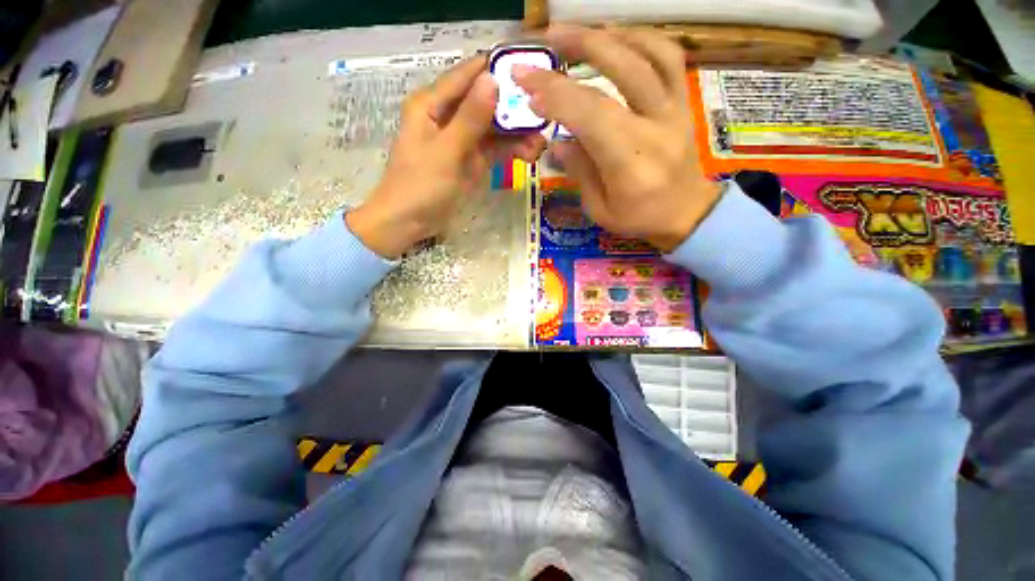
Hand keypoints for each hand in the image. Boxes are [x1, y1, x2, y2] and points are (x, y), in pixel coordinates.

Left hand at [347, 56, 545, 257]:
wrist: (409, 223)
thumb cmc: (420, 185)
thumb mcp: (446, 151)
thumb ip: (470, 118)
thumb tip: (493, 80)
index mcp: (432, 104)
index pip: (467, 75)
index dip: (496, 68)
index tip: (529, 68)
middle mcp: (448, 116)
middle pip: (485, 102)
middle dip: (513, 108)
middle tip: (543, 114)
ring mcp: (462, 140)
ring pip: (494, 128)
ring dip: (516, 134)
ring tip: (540, 143)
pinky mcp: (471, 161)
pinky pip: (494, 149)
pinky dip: (510, 151)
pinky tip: (529, 154)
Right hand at [514, 25, 721, 251]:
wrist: (686, 212)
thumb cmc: (638, 217)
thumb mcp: (599, 208)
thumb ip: (579, 171)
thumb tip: (556, 140)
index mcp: (631, 162)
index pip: (591, 115)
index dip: (557, 95)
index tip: (526, 84)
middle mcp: (656, 127)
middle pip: (622, 72)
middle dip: (579, 48)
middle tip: (545, 40)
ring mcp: (675, 109)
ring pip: (648, 54)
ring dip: (608, 35)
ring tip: (575, 32)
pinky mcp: (682, 102)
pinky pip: (668, 57)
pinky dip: (640, 38)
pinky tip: (615, 37)